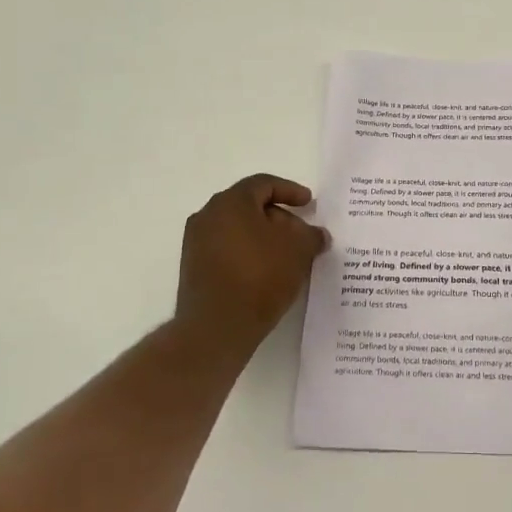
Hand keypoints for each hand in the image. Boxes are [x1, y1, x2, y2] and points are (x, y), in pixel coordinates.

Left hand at [176, 174, 328, 348]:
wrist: (216, 327)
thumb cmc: (260, 276)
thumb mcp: (298, 251)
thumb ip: (311, 235)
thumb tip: (317, 234)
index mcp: (231, 202)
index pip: (264, 184)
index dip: (290, 190)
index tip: (309, 203)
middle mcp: (208, 215)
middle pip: (250, 206)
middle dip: (279, 217)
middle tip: (301, 234)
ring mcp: (196, 242)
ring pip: (238, 229)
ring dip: (264, 237)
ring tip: (287, 256)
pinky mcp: (194, 268)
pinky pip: (227, 249)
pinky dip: (248, 253)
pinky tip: (267, 272)